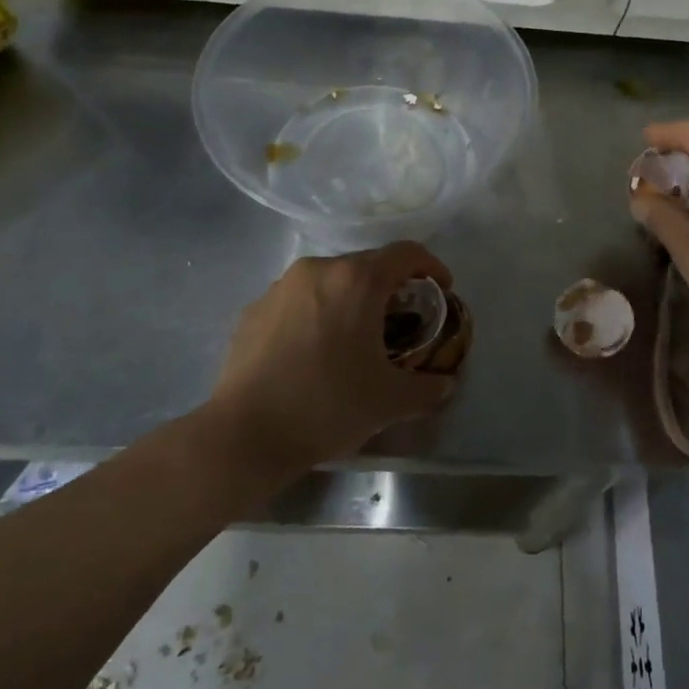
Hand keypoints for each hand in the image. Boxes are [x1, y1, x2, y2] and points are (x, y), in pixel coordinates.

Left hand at [207, 241, 455, 471]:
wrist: (244, 435)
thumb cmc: (327, 406)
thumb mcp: (390, 402)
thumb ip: (427, 388)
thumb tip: (444, 384)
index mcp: (357, 281)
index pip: (406, 253)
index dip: (431, 266)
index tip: (441, 289)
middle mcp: (318, 269)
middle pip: (367, 265)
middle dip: (390, 288)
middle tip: (401, 322)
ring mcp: (281, 287)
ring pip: (330, 281)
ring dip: (351, 300)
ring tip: (355, 338)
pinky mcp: (254, 309)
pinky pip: (298, 300)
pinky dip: (317, 314)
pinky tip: (314, 352)